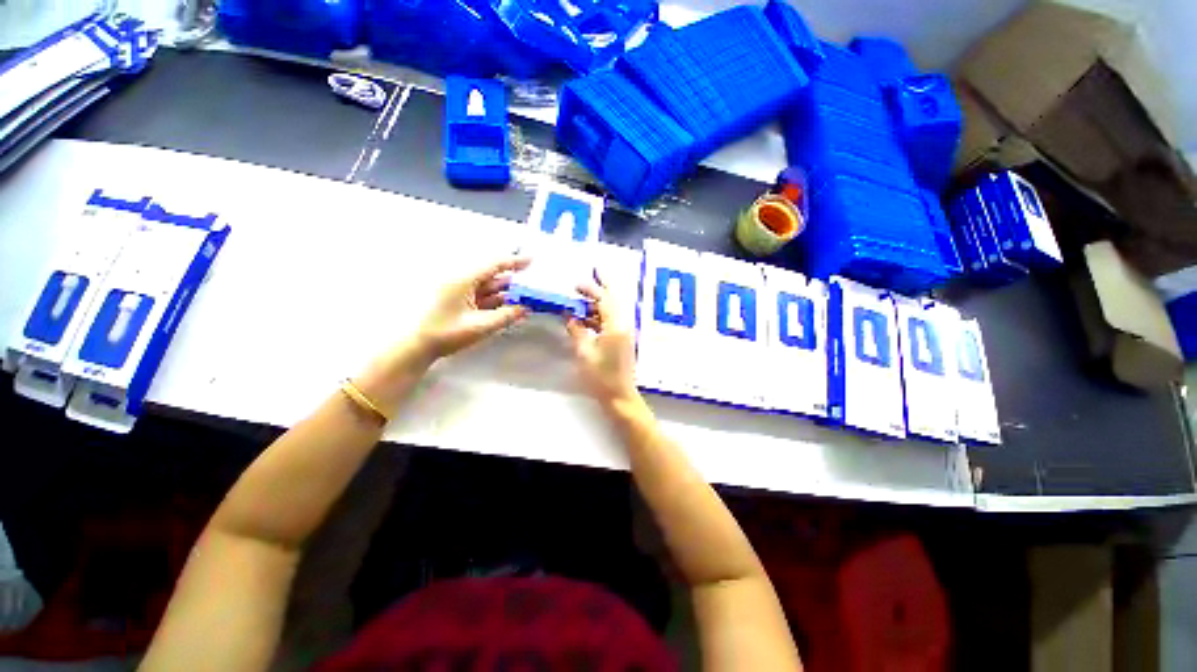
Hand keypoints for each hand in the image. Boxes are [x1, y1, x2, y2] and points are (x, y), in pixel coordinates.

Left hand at [416, 257, 530, 359]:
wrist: (415, 346)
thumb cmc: (447, 333)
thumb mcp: (481, 326)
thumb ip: (506, 316)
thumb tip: (526, 308)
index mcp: (464, 280)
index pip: (494, 265)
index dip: (514, 262)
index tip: (531, 261)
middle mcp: (461, 281)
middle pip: (492, 276)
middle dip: (512, 280)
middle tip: (531, 285)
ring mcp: (458, 291)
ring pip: (487, 287)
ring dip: (504, 292)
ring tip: (524, 297)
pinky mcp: (456, 302)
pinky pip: (480, 296)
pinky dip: (494, 300)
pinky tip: (507, 307)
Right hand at [565, 278, 638, 407]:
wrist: (620, 396)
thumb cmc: (601, 376)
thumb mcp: (584, 352)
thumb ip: (577, 330)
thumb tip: (569, 315)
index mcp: (615, 326)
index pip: (604, 300)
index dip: (592, 289)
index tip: (577, 283)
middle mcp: (623, 325)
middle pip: (613, 300)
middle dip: (603, 286)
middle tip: (594, 272)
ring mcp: (624, 333)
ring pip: (612, 310)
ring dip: (598, 302)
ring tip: (582, 296)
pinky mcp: (622, 340)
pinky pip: (610, 321)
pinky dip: (599, 316)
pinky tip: (586, 317)